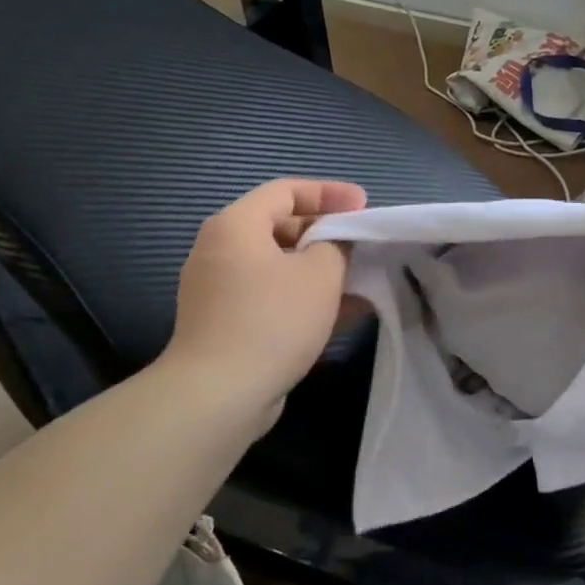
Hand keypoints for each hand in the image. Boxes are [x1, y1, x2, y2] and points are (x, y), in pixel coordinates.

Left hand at [168, 178, 366, 419]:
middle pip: (280, 227)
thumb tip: (335, 245)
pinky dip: (304, 297)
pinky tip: (343, 312)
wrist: (219, 394)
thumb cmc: (272, 320)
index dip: (329, 193)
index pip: (286, 190)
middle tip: (362, 243)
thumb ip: (336, 246)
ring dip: (320, 270)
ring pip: (279, 267)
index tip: (364, 205)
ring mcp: (220, 290)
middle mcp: (220, 251)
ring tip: (361, 278)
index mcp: (236, 225)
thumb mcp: (320, 274)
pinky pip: (272, 297)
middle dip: (326, 234)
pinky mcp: (226, 324)